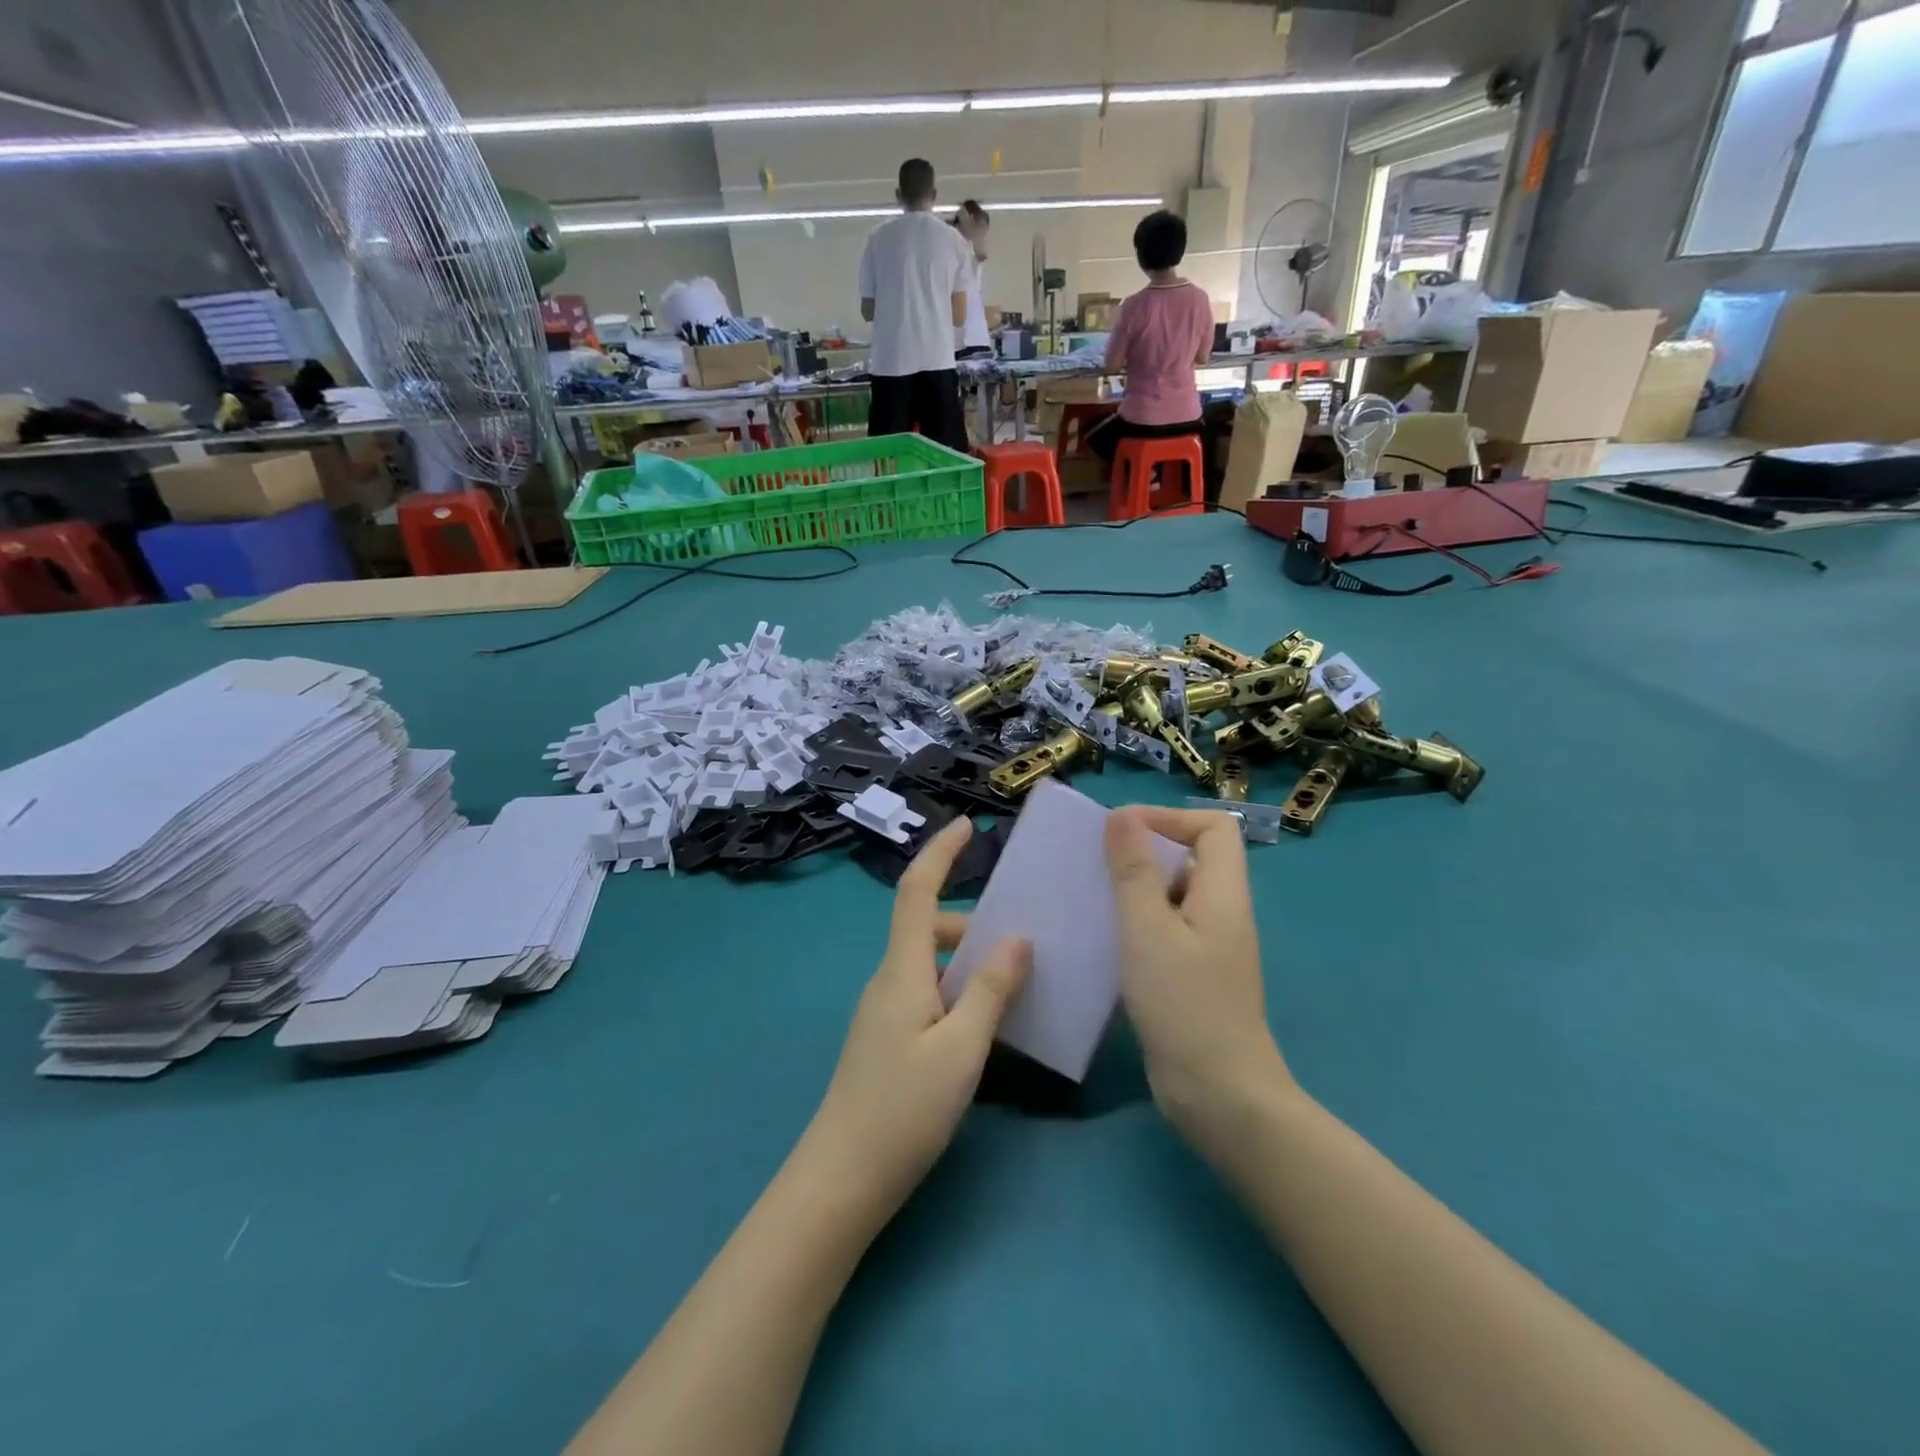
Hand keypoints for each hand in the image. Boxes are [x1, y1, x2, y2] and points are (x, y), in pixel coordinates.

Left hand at [802, 818, 1030, 1225]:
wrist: (843, 1176)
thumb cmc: (904, 1108)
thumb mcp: (962, 1048)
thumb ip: (991, 990)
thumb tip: (1018, 939)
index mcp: (903, 968)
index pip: (916, 891)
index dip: (940, 853)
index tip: (967, 826)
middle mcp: (889, 978)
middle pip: (928, 928)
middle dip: (972, 923)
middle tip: (1022, 942)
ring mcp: (884, 1009)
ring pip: (930, 963)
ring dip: (968, 962)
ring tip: (1014, 986)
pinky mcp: (887, 1036)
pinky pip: (927, 991)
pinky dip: (958, 989)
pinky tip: (985, 1023)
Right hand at [1104, 806, 1289, 1139]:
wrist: (1218, 1095)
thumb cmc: (1183, 1004)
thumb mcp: (1148, 929)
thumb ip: (1134, 870)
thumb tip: (1122, 814)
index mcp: (1223, 892)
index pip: (1213, 826)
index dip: (1169, 817)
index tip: (1120, 831)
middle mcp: (1221, 911)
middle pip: (1191, 856)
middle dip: (1142, 851)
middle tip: (1095, 863)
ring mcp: (1209, 945)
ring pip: (1173, 894)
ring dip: (1134, 888)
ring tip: (1090, 896)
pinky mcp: (1193, 973)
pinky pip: (1165, 928)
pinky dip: (1136, 922)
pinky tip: (1103, 939)